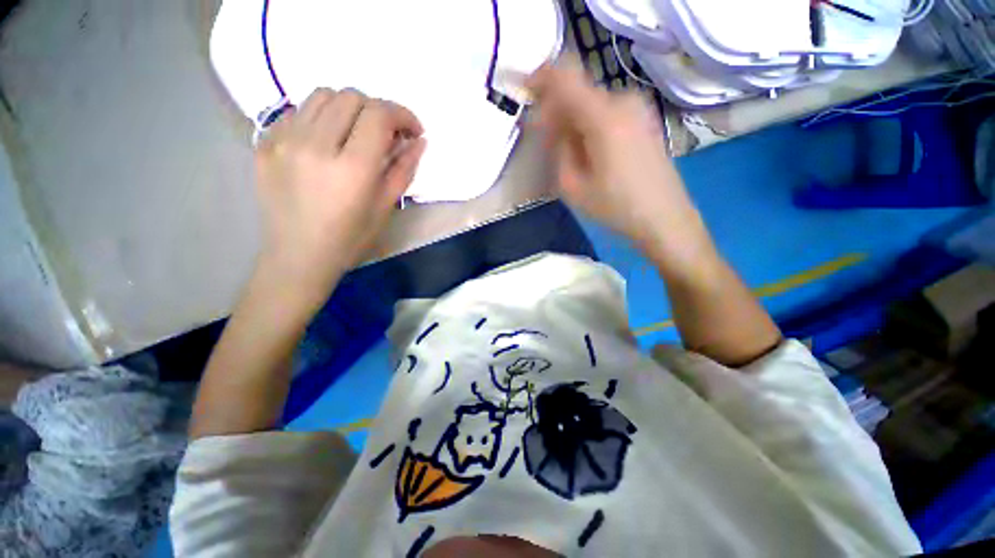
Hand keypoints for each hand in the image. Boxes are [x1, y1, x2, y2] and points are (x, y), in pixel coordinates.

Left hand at [253, 88, 425, 312]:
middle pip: (351, 96)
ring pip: (322, 95)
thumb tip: (419, 142)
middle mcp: (315, 145)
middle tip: (387, 134)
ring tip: (357, 133)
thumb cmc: (350, 238)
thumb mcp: (386, 207)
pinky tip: (328, 141)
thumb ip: (404, 170)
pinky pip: (298, 111)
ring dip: (349, 108)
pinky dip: (321, 117)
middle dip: (378, 110)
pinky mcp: (265, 143)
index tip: (413, 131)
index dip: (402, 115)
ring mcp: (284, 140)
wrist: (299, 255)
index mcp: (352, 168)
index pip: (379, 114)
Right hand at [528, 62, 714, 272]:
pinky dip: (591, 123)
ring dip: (574, 119)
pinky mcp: (645, 120)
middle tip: (546, 139)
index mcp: (603, 117)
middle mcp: (623, 101)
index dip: (540, 80)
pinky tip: (589, 150)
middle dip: (556, 109)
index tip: (525, 94)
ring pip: (592, 103)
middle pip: (578, 91)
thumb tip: (552, 125)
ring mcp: (638, 109)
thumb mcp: (572, 186)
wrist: (664, 218)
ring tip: (569, 152)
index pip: (564, 78)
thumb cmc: (615, 207)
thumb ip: (558, 148)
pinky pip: (608, 111)